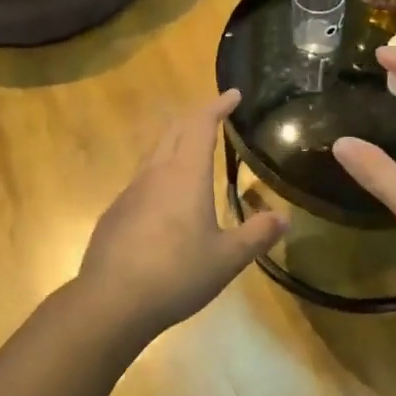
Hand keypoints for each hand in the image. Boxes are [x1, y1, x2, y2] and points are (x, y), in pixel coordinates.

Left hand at [77, 90, 286, 335]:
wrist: (111, 301)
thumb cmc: (176, 274)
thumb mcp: (227, 259)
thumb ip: (256, 235)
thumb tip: (284, 218)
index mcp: (186, 175)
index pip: (201, 125)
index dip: (218, 106)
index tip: (233, 94)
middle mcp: (156, 173)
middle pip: (174, 130)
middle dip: (195, 117)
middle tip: (214, 116)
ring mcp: (131, 191)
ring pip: (154, 152)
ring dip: (174, 141)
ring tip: (190, 149)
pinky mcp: (116, 212)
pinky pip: (141, 179)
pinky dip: (159, 171)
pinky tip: (164, 197)